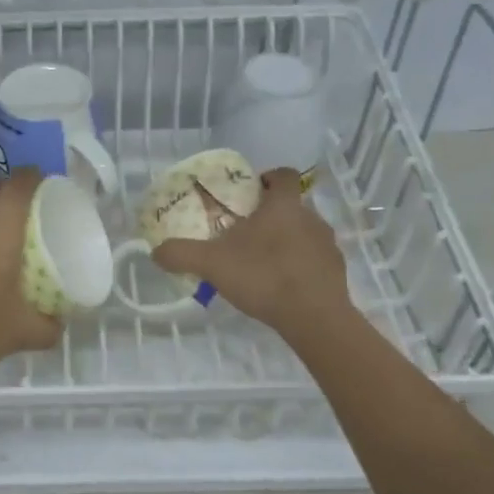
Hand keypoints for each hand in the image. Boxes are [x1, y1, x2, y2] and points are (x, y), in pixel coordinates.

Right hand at [151, 168, 349, 333]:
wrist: (315, 318)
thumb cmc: (264, 276)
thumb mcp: (212, 264)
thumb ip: (182, 254)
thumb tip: (155, 252)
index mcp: (284, 205)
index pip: (284, 175)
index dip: (268, 177)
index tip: (250, 192)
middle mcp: (311, 218)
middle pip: (291, 206)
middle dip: (270, 216)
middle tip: (244, 234)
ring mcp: (328, 246)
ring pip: (304, 233)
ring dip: (286, 242)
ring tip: (261, 264)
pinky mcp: (337, 273)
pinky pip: (315, 261)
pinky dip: (299, 267)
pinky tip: (281, 287)